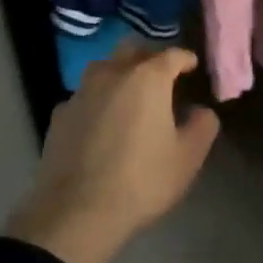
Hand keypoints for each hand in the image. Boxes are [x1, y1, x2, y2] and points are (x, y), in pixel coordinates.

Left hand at [5, 42, 219, 262]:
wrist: (76, 213)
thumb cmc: (142, 180)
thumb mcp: (188, 157)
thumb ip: (203, 126)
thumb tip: (201, 110)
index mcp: (148, 78)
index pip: (172, 54)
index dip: (185, 59)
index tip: (192, 67)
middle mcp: (112, 74)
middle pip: (132, 49)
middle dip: (149, 57)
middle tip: (161, 76)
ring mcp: (81, 92)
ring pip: (104, 69)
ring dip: (120, 74)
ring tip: (130, 96)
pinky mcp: (59, 115)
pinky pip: (84, 96)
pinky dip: (98, 101)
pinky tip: (101, 123)